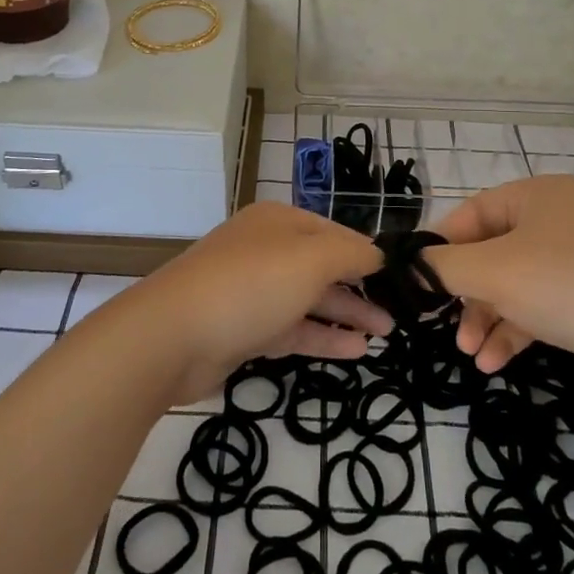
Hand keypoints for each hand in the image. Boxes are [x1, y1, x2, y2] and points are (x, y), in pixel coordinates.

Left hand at [135, 201, 390, 400]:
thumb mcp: (310, 259)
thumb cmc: (249, 285)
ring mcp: (253, 291)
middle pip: (323, 266)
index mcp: (279, 222)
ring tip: (384, 333)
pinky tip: (356, 351)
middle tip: (399, 313)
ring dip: (346, 314)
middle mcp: (266, 250)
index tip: (401, 277)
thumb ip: (351, 253)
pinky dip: (323, 337)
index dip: (368, 253)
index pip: (335, 232)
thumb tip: (378, 255)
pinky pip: (293, 329)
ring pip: (309, 299)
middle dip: (361, 287)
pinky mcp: (245, 329)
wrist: (172, 336)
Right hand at [422, 175, 573, 396]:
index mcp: (539, 195)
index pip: (473, 212)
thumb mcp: (492, 272)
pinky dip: (514, 329)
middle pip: (491, 251)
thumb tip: (405, 264)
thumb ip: (441, 265)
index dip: (441, 245)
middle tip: (443, 320)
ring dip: (486, 317)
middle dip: (466, 292)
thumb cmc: (563, 287)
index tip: (417, 276)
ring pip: (513, 283)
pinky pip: (537, 305)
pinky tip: (493, 363)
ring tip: (469, 352)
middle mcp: (558, 219)